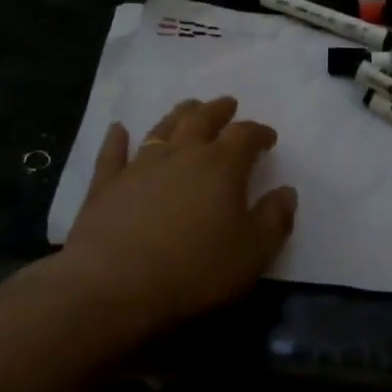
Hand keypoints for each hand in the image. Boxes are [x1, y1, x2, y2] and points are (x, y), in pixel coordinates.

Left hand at [57, 97, 296, 337]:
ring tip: (189, 107)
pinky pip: (113, 153)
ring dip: (179, 115)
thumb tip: (286, 192)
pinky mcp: (106, 185)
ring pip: (162, 128)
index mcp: (221, 165)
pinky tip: (118, 129)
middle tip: (227, 105)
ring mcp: (140, 166)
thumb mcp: (253, 252)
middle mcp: (181, 154)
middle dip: (218, 110)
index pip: (245, 136)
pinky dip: (117, 139)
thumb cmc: (194, 270)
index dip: (259, 133)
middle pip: (202, 119)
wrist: (114, 286)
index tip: (268, 138)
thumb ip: (275, 219)